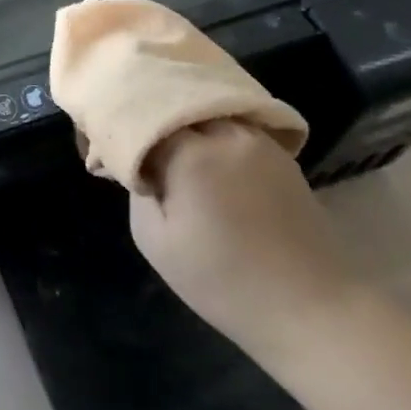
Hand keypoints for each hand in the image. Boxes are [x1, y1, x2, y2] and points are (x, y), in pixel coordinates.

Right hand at [122, 120, 363, 361]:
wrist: (316, 311)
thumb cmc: (224, 281)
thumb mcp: (154, 239)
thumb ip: (138, 186)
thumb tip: (137, 161)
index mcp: (190, 149)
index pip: (136, 112)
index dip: (112, 124)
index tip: (94, 143)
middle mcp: (224, 130)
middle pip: (170, 98)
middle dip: (142, 111)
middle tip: (122, 136)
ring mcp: (256, 138)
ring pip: (200, 107)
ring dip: (175, 118)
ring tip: (156, 141)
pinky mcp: (278, 152)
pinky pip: (227, 123)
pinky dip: (203, 128)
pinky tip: (193, 150)